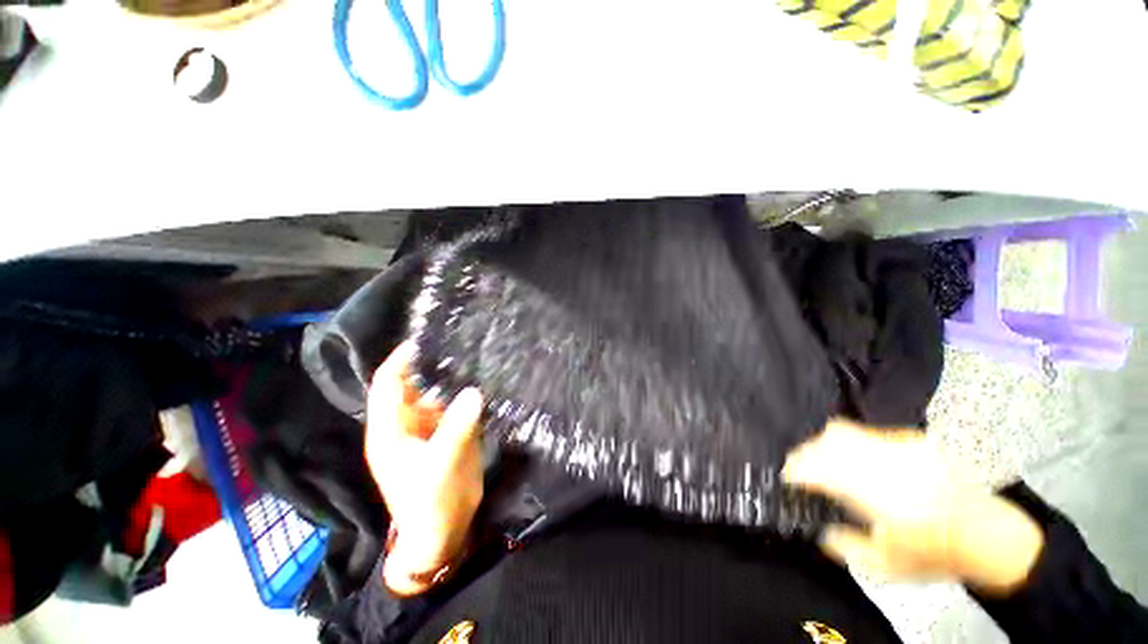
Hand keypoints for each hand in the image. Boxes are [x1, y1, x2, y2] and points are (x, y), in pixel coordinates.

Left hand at [366, 343, 484, 595]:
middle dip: (431, 364)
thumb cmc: (430, 504)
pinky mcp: (447, 433)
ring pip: (437, 393)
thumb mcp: (440, 466)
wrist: (444, 533)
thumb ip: (456, 428)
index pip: (388, 384)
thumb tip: (474, 392)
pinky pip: (455, 405)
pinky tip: (483, 381)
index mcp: (390, 431)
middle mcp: (406, 424)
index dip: (401, 360)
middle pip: (414, 384)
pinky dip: (465, 394)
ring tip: (474, 356)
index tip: (424, 339)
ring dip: (452, 378)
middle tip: (458, 342)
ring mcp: (428, 428)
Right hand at [783, 420, 1043, 594]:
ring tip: (825, 461)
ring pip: (844, 430)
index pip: (816, 467)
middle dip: (806, 452)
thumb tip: (817, 527)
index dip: (795, 470)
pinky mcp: (912, 440)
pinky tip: (861, 461)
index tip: (786, 479)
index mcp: (869, 489)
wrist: (988, 535)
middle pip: (826, 440)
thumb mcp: (883, 565)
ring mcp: (897, 444)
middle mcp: (879, 458)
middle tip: (801, 468)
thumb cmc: (933, 553)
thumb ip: (841, 544)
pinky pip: (868, 434)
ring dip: (825, 444)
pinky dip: (853, 444)